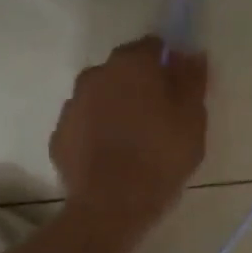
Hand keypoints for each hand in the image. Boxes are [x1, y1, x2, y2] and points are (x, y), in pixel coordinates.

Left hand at [50, 37, 208, 231]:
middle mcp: (95, 75)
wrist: (111, 205)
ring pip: (101, 97)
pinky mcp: (60, 136)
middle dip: (140, 85)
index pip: (152, 47)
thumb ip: (192, 80)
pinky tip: (112, 157)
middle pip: (123, 71)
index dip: (168, 64)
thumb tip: (191, 53)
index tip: (180, 89)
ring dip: (116, 109)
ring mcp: (72, 106)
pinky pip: (85, 126)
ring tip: (135, 141)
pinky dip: (97, 133)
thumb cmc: (161, 156)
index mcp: (131, 65)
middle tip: (160, 117)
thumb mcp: (192, 119)